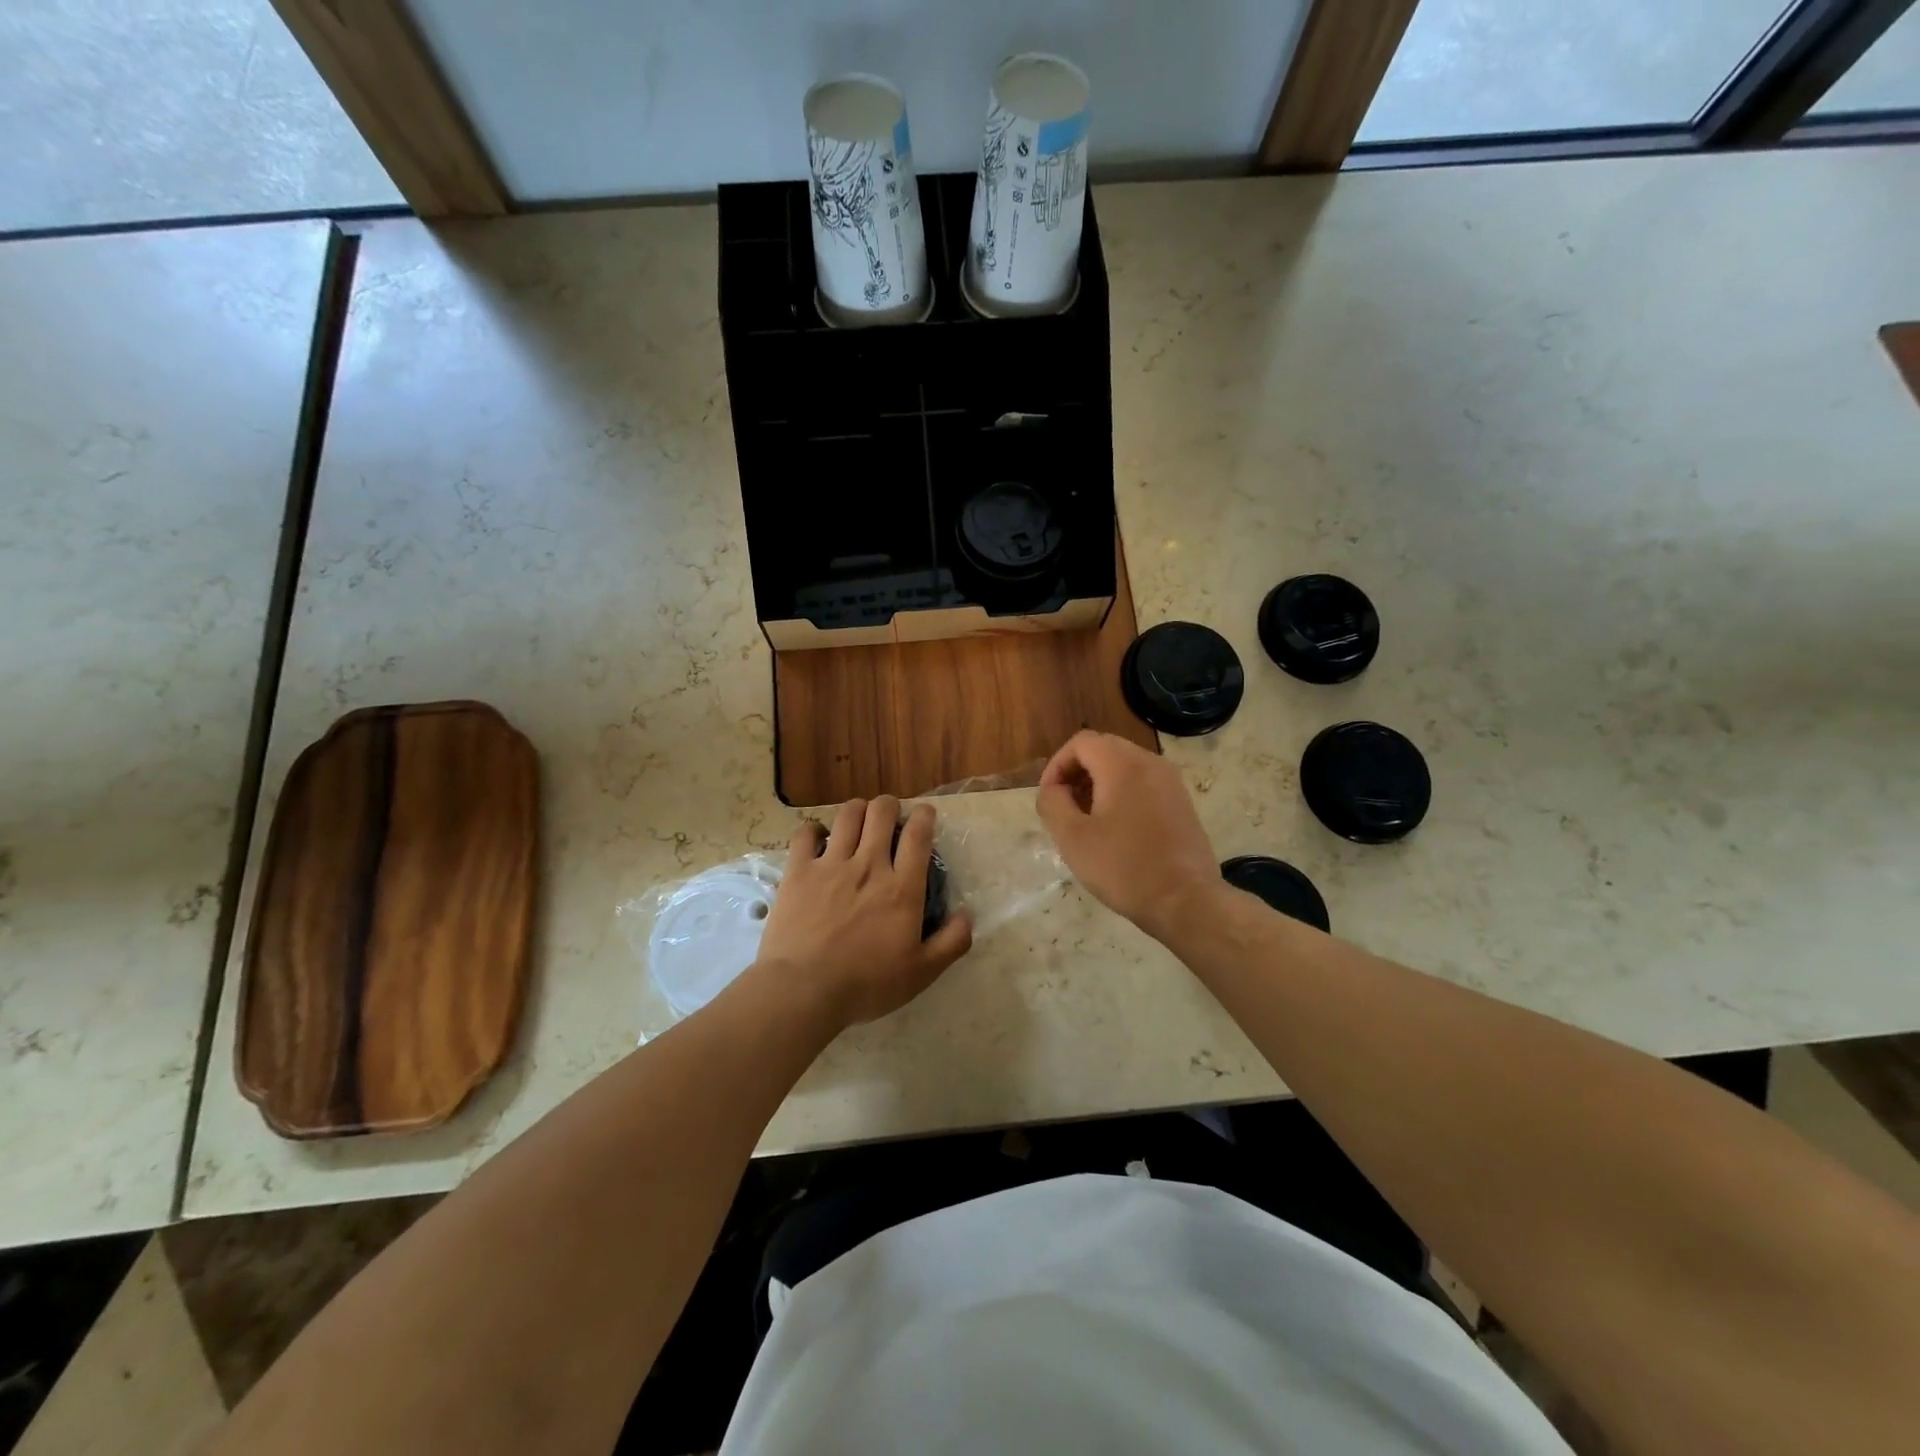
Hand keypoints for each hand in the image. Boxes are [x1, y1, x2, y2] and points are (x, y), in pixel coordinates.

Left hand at [756, 796, 972, 1028]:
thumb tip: (967, 914)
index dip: (924, 816)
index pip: (918, 834)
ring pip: (847, 814)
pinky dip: (814, 830)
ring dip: (856, 811)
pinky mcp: (799, 871)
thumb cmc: (867, 984)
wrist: (805, 989)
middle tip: (888, 818)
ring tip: (857, 821)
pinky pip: (806, 833)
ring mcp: (831, 864)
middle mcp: (869, 865)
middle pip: (881, 812)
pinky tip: (819, 839)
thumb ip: (952, 941)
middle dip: (888, 806)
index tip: (924, 814)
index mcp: (902, 887)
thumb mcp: (922, 972)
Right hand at [1037, 730, 1221, 940]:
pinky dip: (1123, 793)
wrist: (1186, 901)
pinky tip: (1116, 830)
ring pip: (1125, 766)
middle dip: (1077, 773)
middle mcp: (1150, 762)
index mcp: (1122, 764)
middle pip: (1104, 749)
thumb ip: (1052, 802)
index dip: (1057, 765)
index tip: (1049, 797)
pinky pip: (1144, 783)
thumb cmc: (1123, 867)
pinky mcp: (1182, 802)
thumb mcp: (1072, 838)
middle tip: (1065, 807)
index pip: (1081, 742)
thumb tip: (1054, 789)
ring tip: (1088, 820)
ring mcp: (1171, 782)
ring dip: (1099, 783)